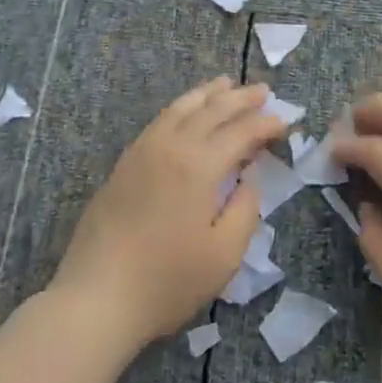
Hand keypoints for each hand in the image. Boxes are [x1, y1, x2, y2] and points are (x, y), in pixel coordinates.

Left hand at [50, 77, 283, 347]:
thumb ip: (245, 208)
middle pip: (211, 110)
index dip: (265, 124)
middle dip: (240, 98)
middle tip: (263, 90)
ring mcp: (142, 152)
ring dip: (206, 94)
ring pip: (179, 108)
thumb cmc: (167, 281)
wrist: (96, 298)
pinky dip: (179, 108)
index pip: (241, 132)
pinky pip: (158, 121)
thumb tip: (249, 175)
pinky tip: (185, 112)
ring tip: (225, 83)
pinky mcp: (123, 165)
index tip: (284, 123)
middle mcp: (170, 147)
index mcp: (199, 165)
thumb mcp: (224, 254)